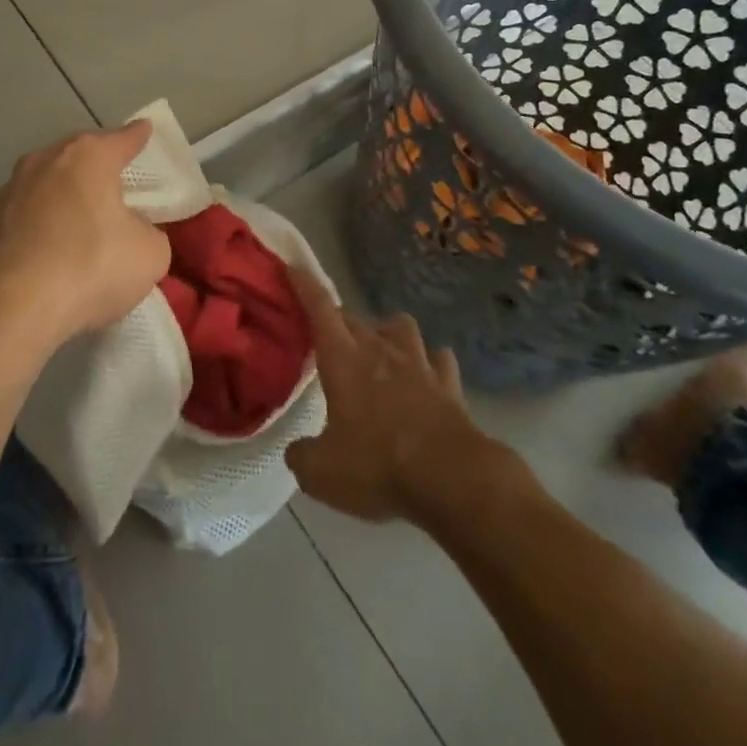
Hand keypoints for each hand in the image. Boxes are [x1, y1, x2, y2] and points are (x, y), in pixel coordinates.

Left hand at [0, 121, 171, 346]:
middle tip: (114, 184)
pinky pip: (25, 216)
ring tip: (79, 224)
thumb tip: (132, 230)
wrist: (10, 307)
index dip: (137, 137)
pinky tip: (49, 252)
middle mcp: (46, 161)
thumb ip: (147, 232)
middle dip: (96, 167)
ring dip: (64, 197)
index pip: (122, 139)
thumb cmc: (90, 266)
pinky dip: (40, 226)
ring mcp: (10, 190)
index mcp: (89, 157)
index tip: (144, 130)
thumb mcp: (149, 254)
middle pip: (79, 156)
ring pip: (47, 184)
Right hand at [285, 277, 492, 522]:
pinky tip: (426, 374)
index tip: (293, 268)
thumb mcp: (323, 473)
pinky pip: (438, 359)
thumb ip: (302, 457)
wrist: (452, 478)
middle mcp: (379, 349)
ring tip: (381, 348)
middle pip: (354, 317)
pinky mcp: (448, 383)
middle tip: (328, 336)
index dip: (305, 286)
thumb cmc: (379, 466)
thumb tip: (296, 452)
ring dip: (387, 331)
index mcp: (344, 359)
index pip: (319, 309)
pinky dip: (430, 362)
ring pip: (400, 326)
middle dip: (337, 320)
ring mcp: (418, 363)